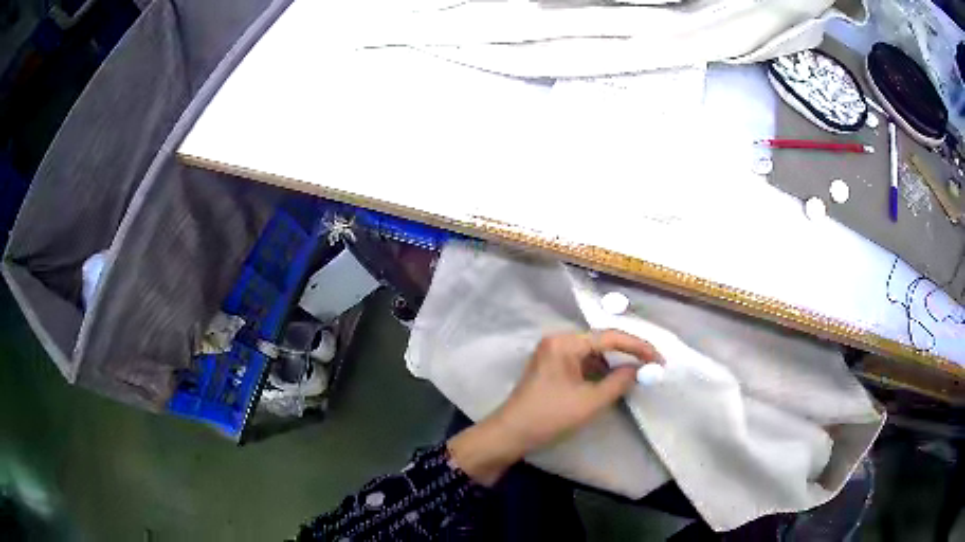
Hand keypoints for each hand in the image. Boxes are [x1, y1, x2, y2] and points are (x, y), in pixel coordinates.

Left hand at [447, 330, 659, 485]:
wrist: (511, 434)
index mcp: (565, 343)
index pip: (610, 337)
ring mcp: (552, 352)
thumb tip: (640, 369)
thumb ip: (619, 382)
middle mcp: (558, 340)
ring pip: (592, 353)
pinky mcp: (551, 366)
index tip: (659, 359)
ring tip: (634, 376)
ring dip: (612, 364)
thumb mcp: (590, 401)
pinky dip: (597, 371)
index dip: (638, 347)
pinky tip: (610, 382)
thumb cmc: (549, 416)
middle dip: (626, 354)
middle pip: (601, 342)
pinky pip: (581, 362)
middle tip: (650, 366)